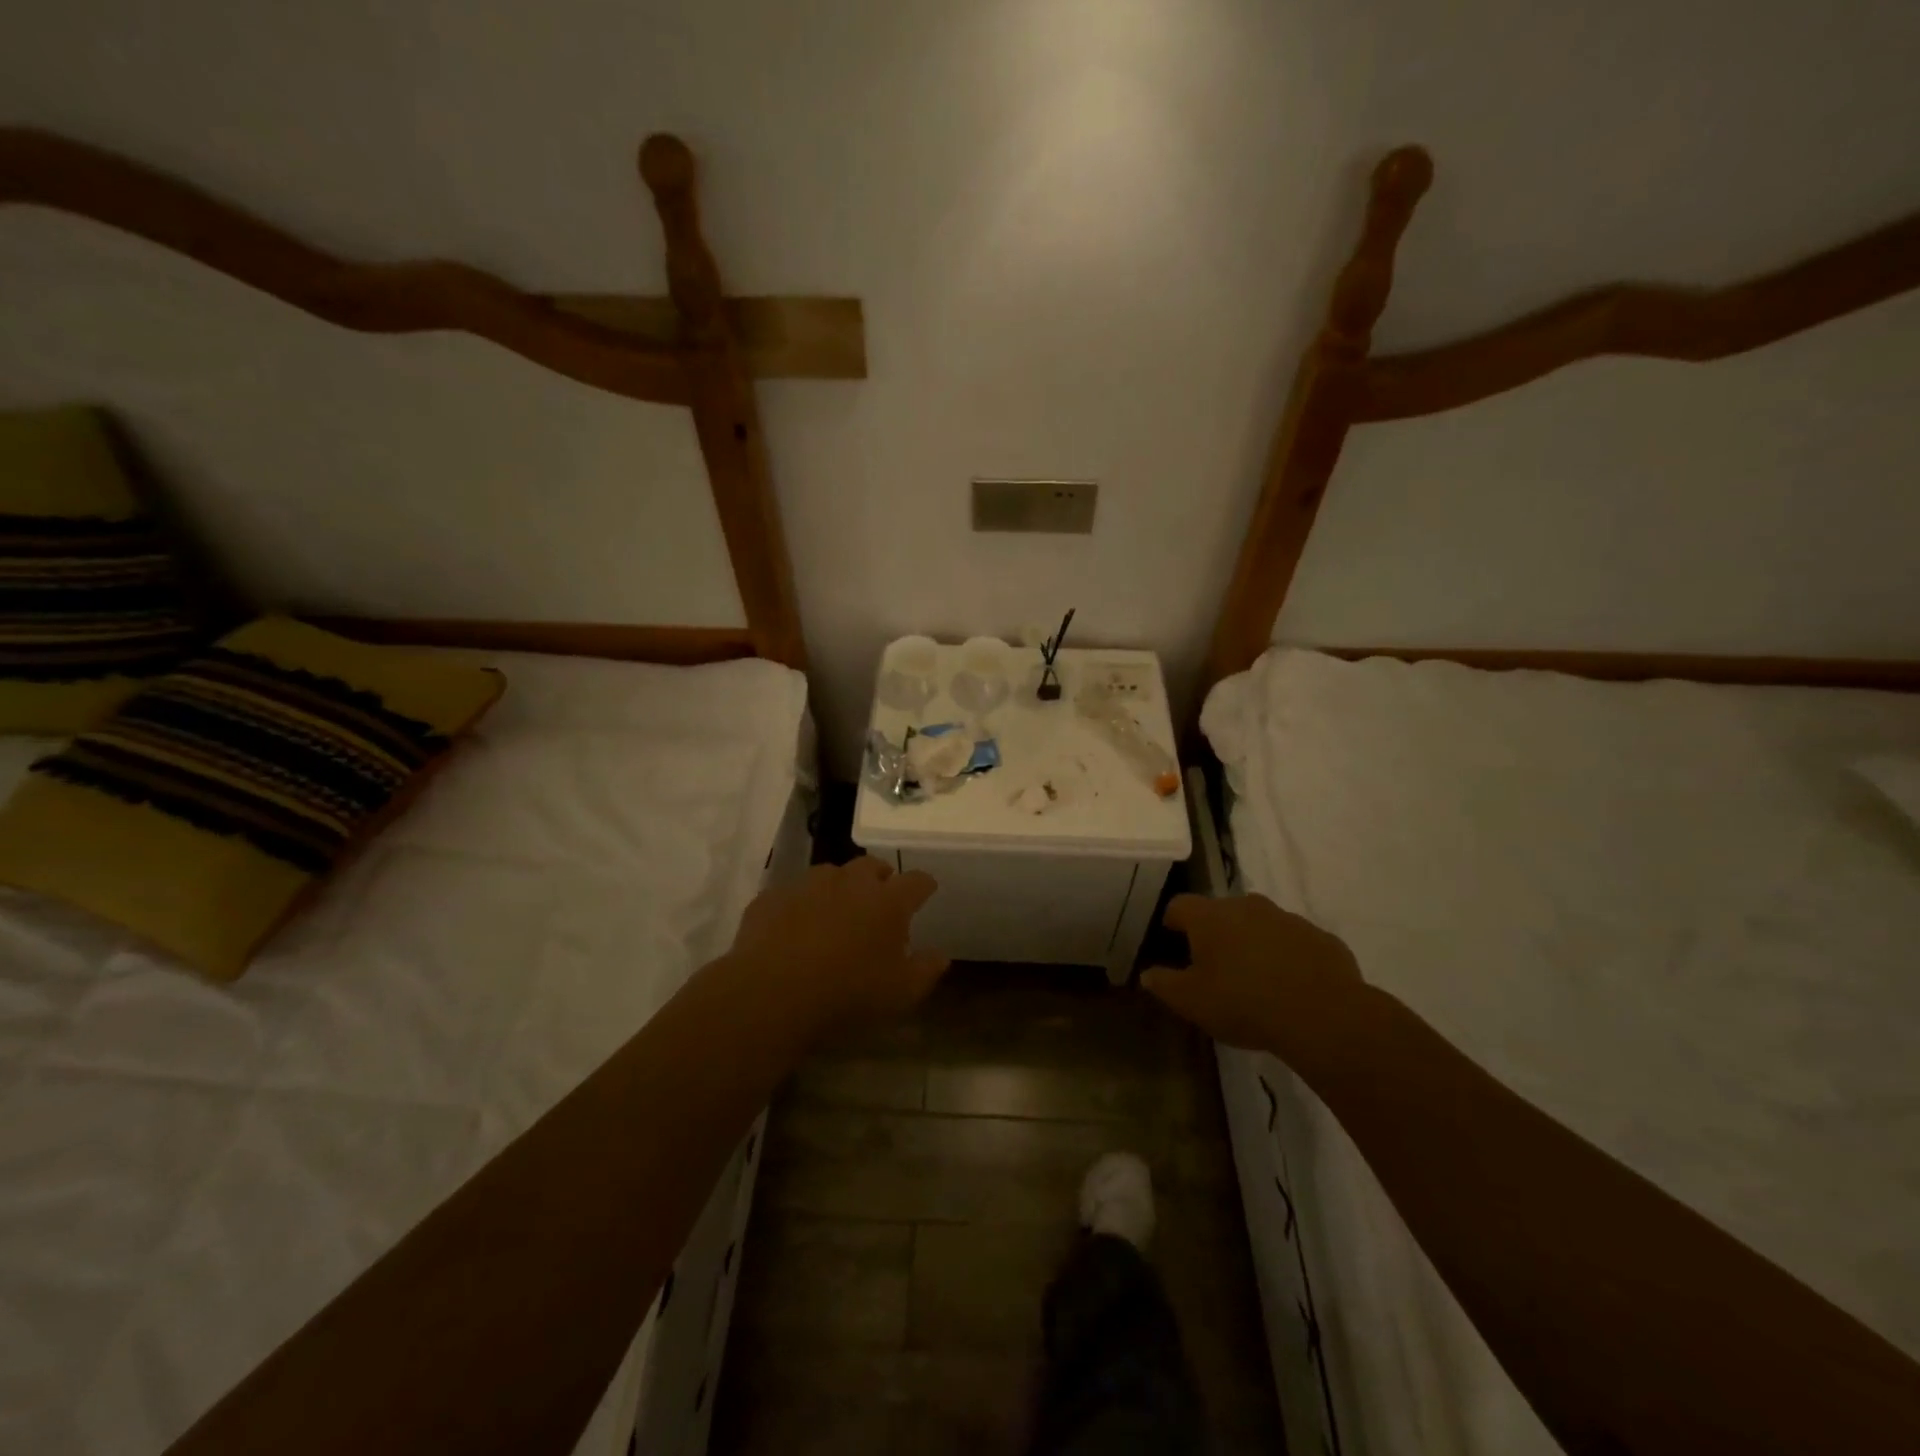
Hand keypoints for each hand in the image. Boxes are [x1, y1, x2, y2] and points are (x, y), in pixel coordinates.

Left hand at [729, 857, 949, 1036]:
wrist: (771, 993)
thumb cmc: (847, 993)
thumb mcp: (900, 993)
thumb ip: (925, 970)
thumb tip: (941, 955)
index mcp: (888, 901)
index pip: (916, 881)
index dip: (924, 885)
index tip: (926, 891)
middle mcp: (850, 882)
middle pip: (872, 866)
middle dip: (881, 877)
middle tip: (880, 898)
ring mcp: (808, 885)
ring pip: (831, 874)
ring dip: (839, 887)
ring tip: (836, 911)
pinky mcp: (773, 896)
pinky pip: (793, 894)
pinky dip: (800, 905)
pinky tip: (794, 927)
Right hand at [1142, 893, 1364, 1053]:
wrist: (1324, 1016)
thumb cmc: (1244, 1003)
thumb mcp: (1192, 1002)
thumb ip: (1164, 984)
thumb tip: (1148, 974)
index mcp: (1210, 916)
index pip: (1180, 905)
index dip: (1172, 921)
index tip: (1172, 941)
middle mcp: (1248, 906)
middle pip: (1222, 911)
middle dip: (1215, 932)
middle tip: (1214, 965)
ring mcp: (1288, 919)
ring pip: (1261, 924)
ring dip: (1253, 942)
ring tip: (1255, 978)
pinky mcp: (1322, 938)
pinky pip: (1295, 942)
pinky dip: (1288, 956)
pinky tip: (1291, 987)